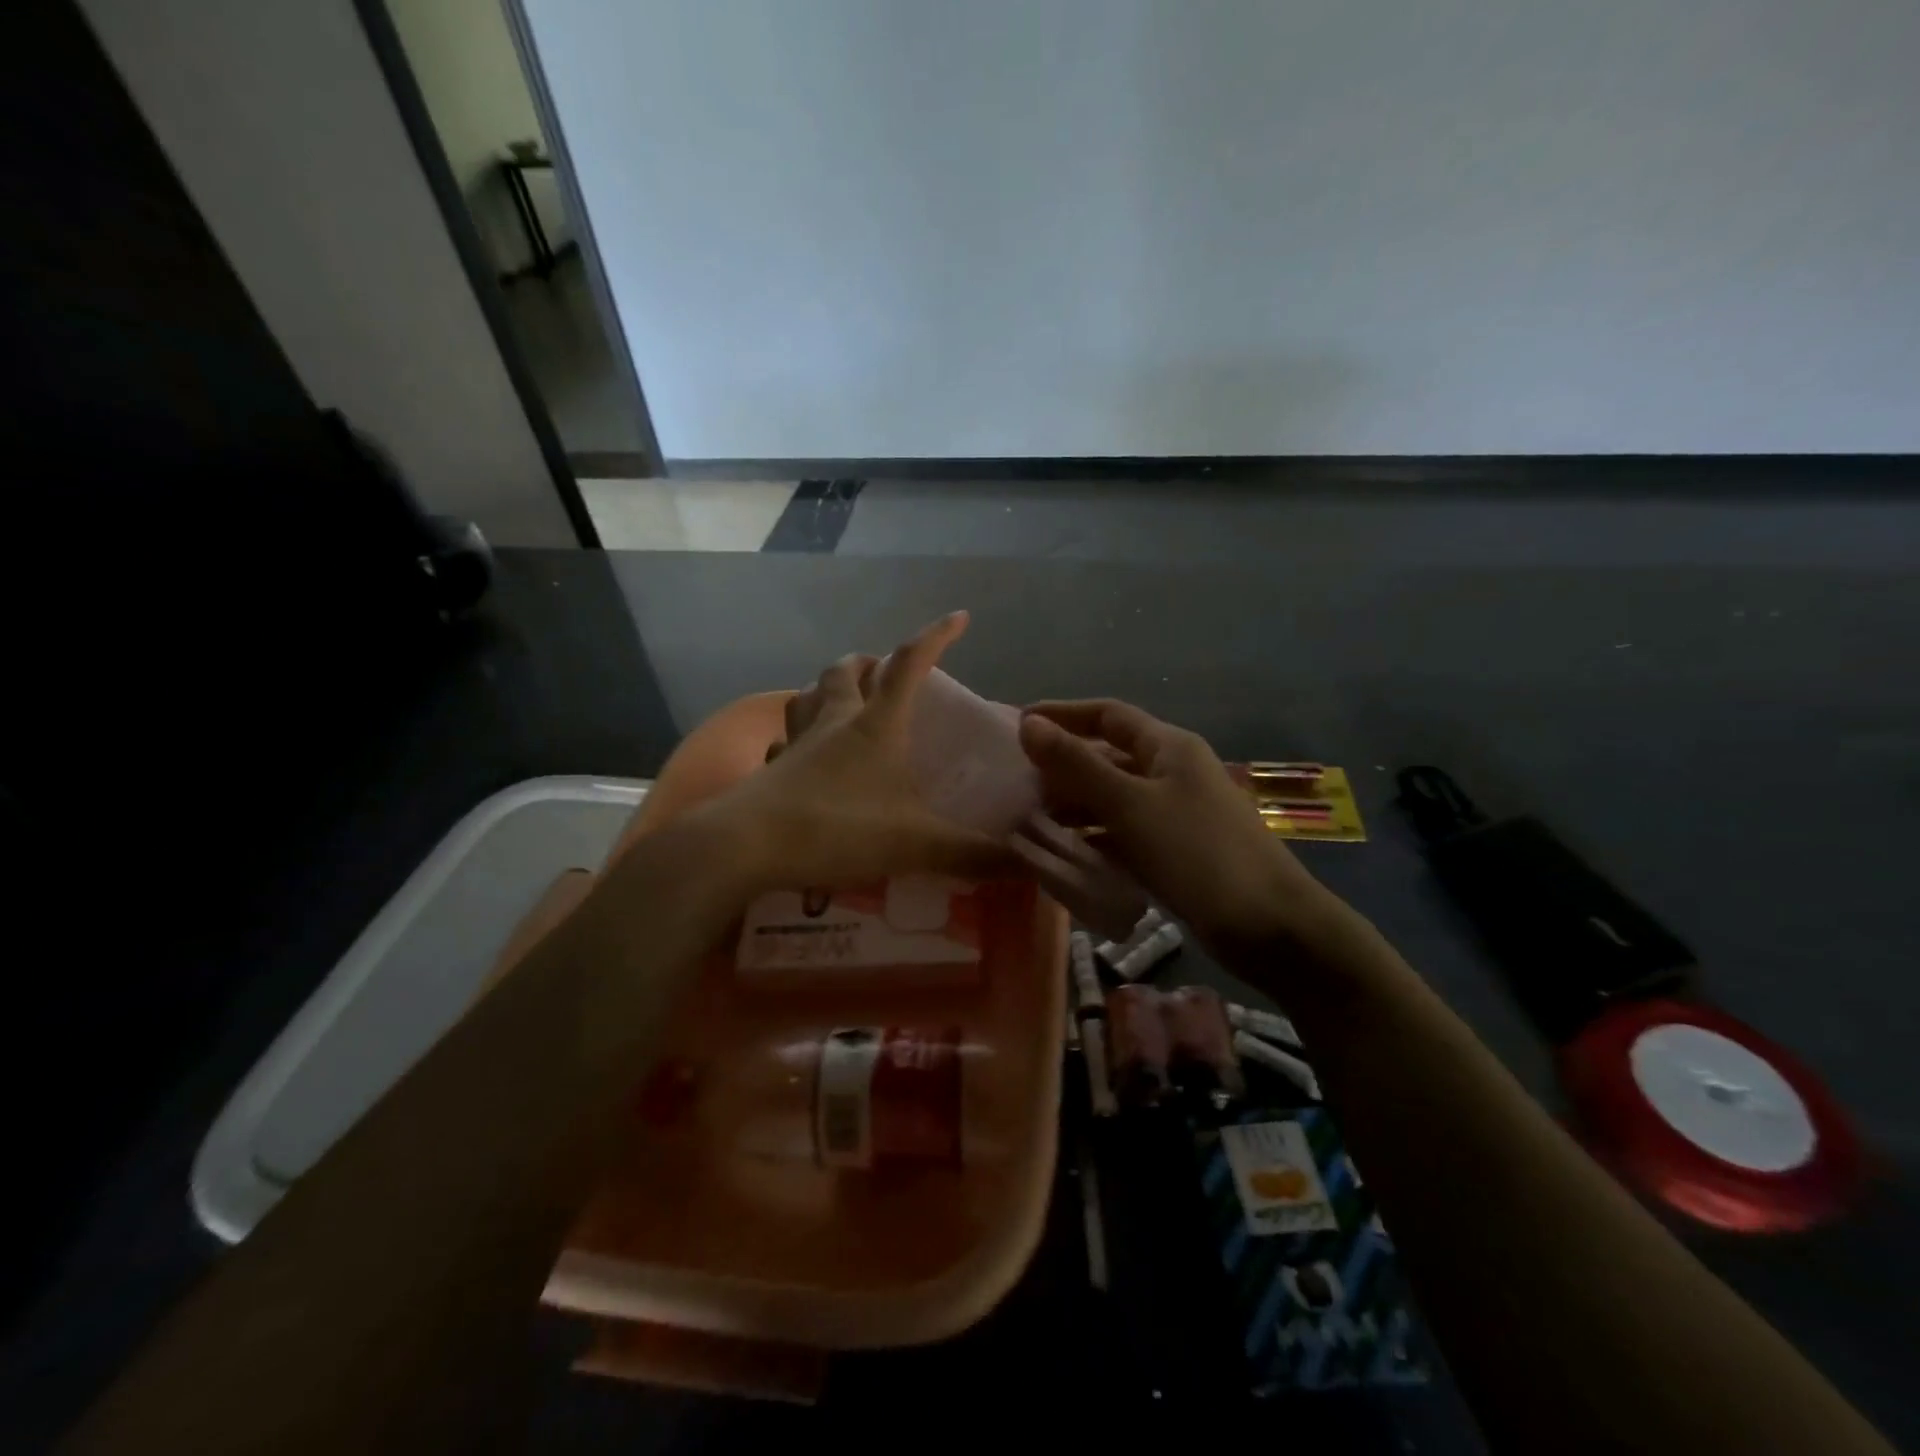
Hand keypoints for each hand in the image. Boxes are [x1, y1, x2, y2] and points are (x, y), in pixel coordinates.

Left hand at [698, 612, 1014, 890]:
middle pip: (847, 671)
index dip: (936, 637)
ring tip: (842, 701)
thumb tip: (1027, 864)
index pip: (910, 665)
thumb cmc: (837, 828)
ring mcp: (796, 743)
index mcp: (876, 725)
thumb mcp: (916, 843)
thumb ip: (973, 854)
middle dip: (869, 663)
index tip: (959, 618)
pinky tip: (802, 755)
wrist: (746, 847)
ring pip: (809, 695)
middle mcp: (834, 721)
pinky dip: (797, 736)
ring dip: (828, 689)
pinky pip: (784, 739)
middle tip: (885, 673)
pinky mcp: (770, 769)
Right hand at [1017, 700, 1339, 959]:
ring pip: (1113, 799)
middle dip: (1061, 768)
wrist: (1270, 928)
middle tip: (1012, 784)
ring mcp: (1175, 814)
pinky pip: (1124, 833)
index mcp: (1168, 747)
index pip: (1107, 715)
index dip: (1062, 715)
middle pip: (1108, 758)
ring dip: (1074, 806)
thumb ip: (1077, 765)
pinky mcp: (1175, 852)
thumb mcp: (1130, 805)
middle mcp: (1172, 772)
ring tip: (1026, 820)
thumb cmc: (1197, 854)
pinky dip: (1094, 838)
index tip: (1018, 725)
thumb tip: (1029, 723)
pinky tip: (1063, 853)